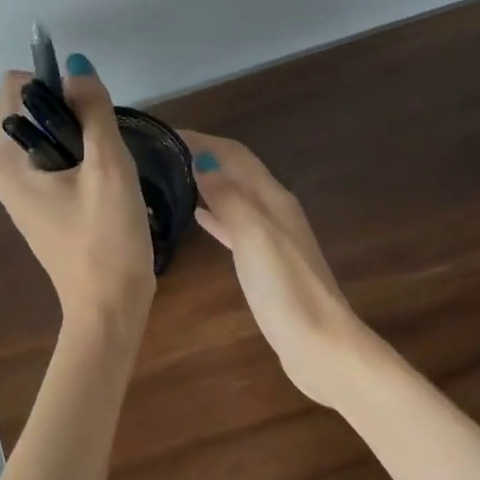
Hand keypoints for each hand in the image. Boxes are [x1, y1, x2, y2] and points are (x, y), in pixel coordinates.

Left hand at [0, 55, 156, 330]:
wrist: (109, 307)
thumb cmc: (107, 237)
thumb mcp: (108, 166)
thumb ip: (94, 110)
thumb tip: (76, 66)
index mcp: (6, 160)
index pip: (14, 88)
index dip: (54, 86)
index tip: (89, 112)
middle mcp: (2, 171)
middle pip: (31, 111)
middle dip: (69, 114)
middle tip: (102, 148)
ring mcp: (19, 191)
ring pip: (46, 136)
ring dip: (78, 138)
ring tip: (105, 170)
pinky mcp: (38, 206)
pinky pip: (53, 161)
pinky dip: (77, 159)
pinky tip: (102, 185)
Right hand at [181, 130, 363, 406]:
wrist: (319, 344)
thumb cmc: (285, 287)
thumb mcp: (254, 235)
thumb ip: (228, 198)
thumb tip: (200, 164)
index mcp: (272, 198)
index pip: (234, 155)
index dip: (202, 141)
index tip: (165, 135)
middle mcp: (273, 210)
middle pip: (235, 171)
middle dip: (202, 157)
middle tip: (161, 155)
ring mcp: (270, 237)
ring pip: (233, 196)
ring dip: (206, 183)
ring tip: (170, 179)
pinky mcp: (264, 262)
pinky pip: (234, 225)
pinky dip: (215, 214)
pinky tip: (197, 217)